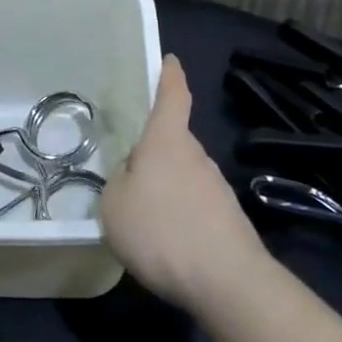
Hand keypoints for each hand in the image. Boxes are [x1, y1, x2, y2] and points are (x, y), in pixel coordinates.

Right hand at [102, 56, 268, 307]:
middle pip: (173, 141)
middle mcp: (195, 155)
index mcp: (166, 141)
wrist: (227, 282)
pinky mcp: (228, 219)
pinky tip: (165, 243)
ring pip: (182, 175)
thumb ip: (118, 181)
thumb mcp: (114, 204)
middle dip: (153, 151)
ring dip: (164, 187)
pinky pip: (193, 206)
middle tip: (127, 170)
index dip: (169, 75)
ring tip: (141, 218)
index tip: (169, 59)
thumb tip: (133, 175)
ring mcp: (216, 187)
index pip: (172, 96)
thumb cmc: (161, 231)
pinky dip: (178, 216)